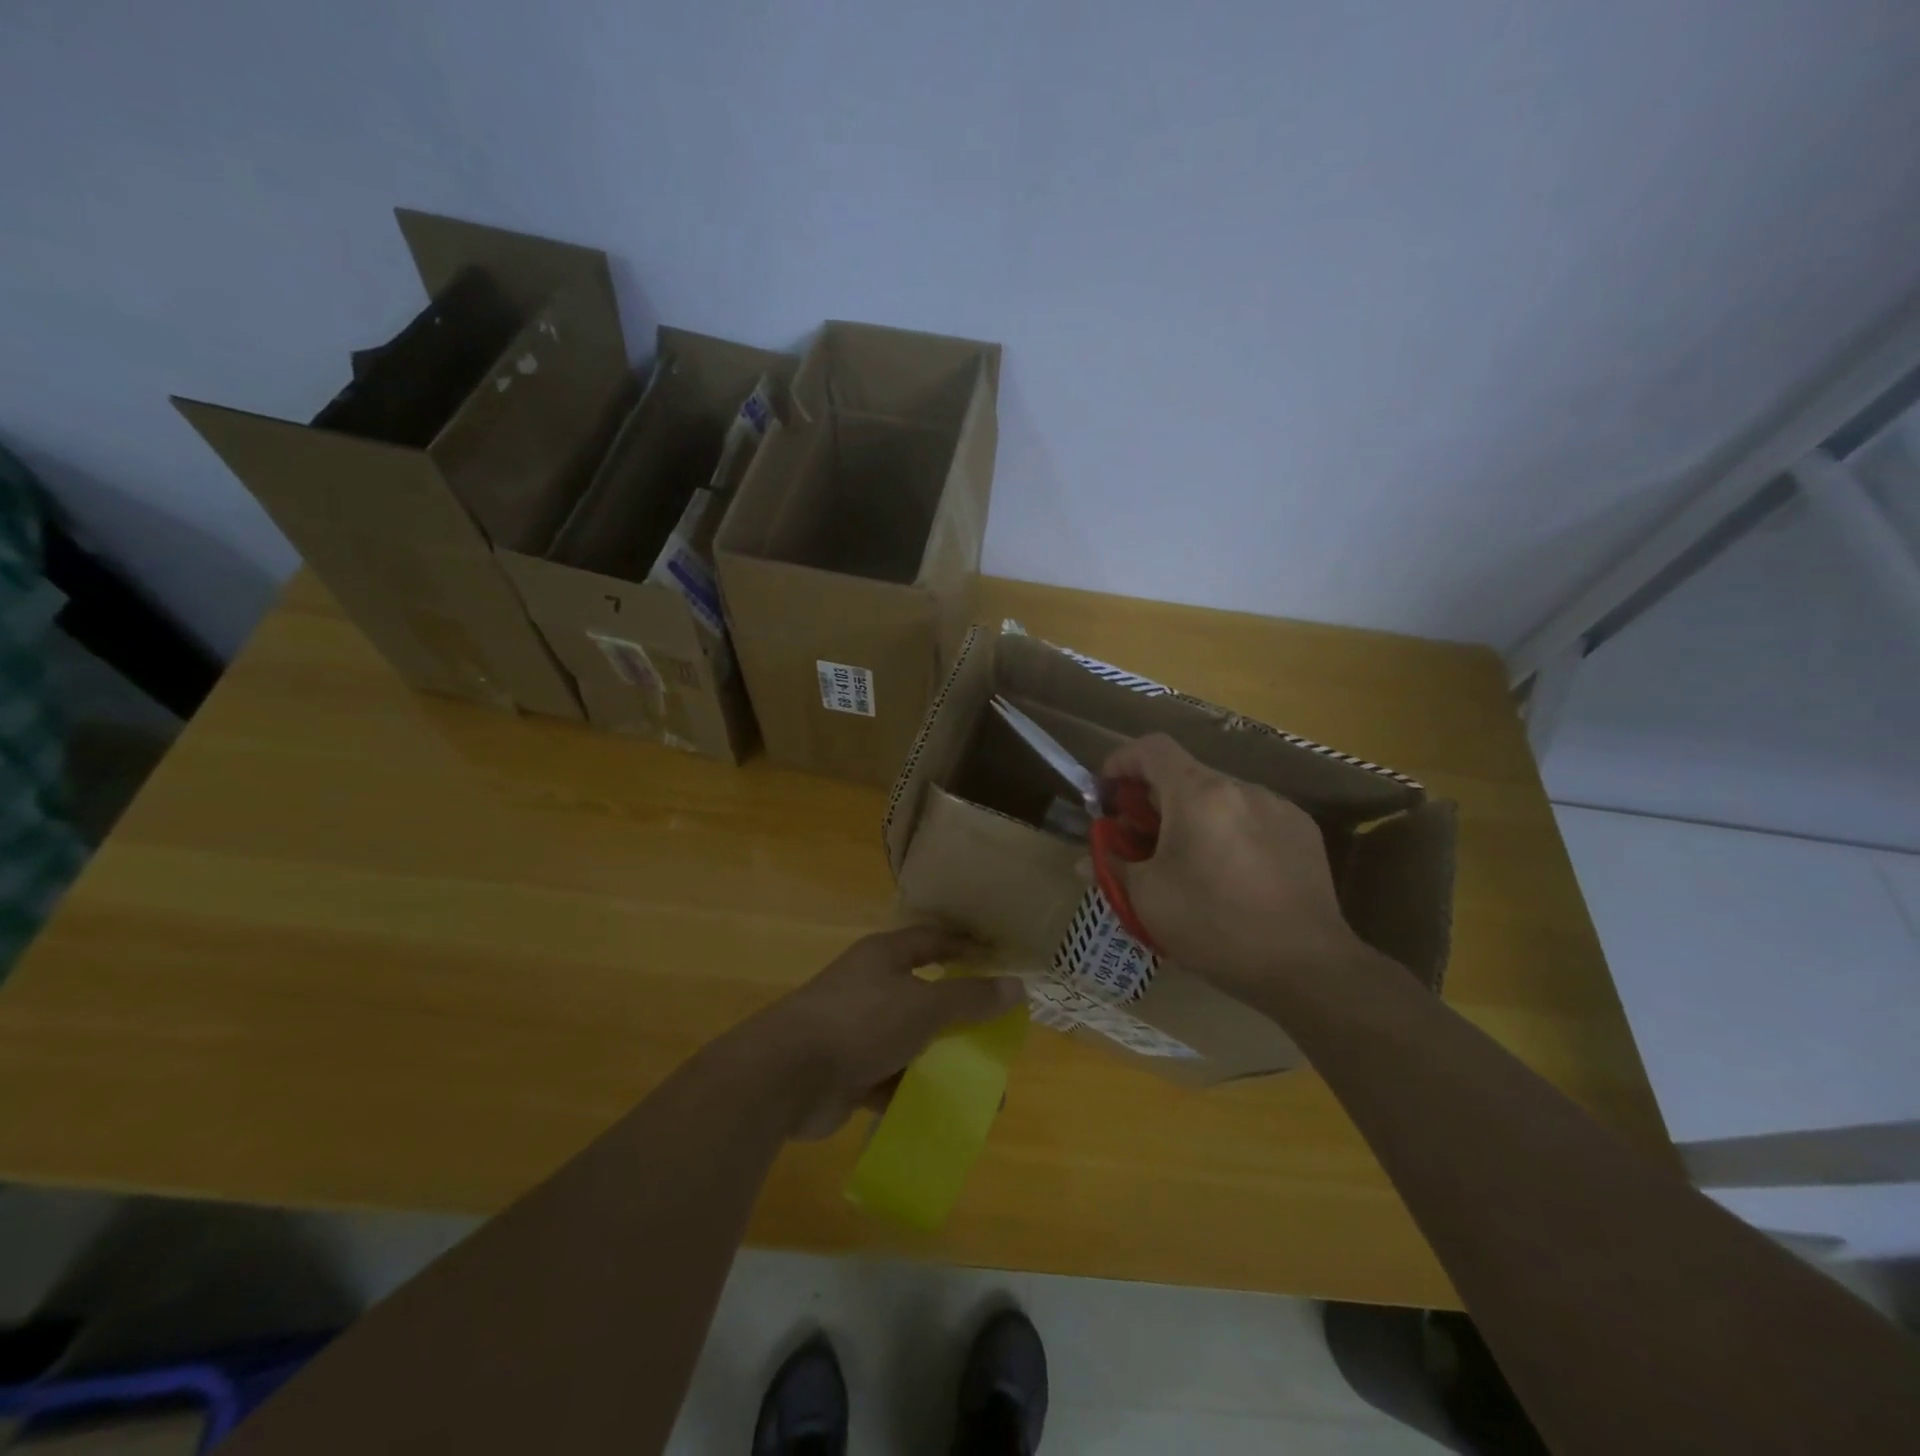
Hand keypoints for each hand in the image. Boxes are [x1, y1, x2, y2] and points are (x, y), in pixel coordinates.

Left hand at [749, 925, 1025, 1139]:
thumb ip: (970, 998)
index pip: (932, 941)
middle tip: (995, 1034)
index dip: (965, 947)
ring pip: (910, 1042)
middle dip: (959, 1016)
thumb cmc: (861, 1021)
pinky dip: (915, 1093)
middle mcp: (870, 987)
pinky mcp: (848, 1072)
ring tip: (982, 1087)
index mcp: (884, 957)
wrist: (786, 1075)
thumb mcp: (924, 1006)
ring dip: (941, 1062)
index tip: (999, 961)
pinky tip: (945, 1112)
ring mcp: (857, 1030)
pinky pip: (891, 1079)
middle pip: (924, 995)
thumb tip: (1017, 987)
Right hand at [1101, 733, 1366, 1001]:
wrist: (1307, 966)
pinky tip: (1232, 876)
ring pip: (1219, 798)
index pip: (1151, 748)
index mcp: (1197, 794)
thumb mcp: (1147, 898)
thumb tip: (1088, 861)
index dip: (1120, 761)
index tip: (1107, 793)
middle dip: (1153, 800)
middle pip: (1185, 775)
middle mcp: (1240, 788)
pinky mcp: (1303, 833)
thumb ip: (1113, 867)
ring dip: (1192, 818)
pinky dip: (1228, 832)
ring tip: (1188, 863)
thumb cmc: (1214, 925)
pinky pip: (1252, 818)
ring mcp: (1277, 807)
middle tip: (1140, 840)